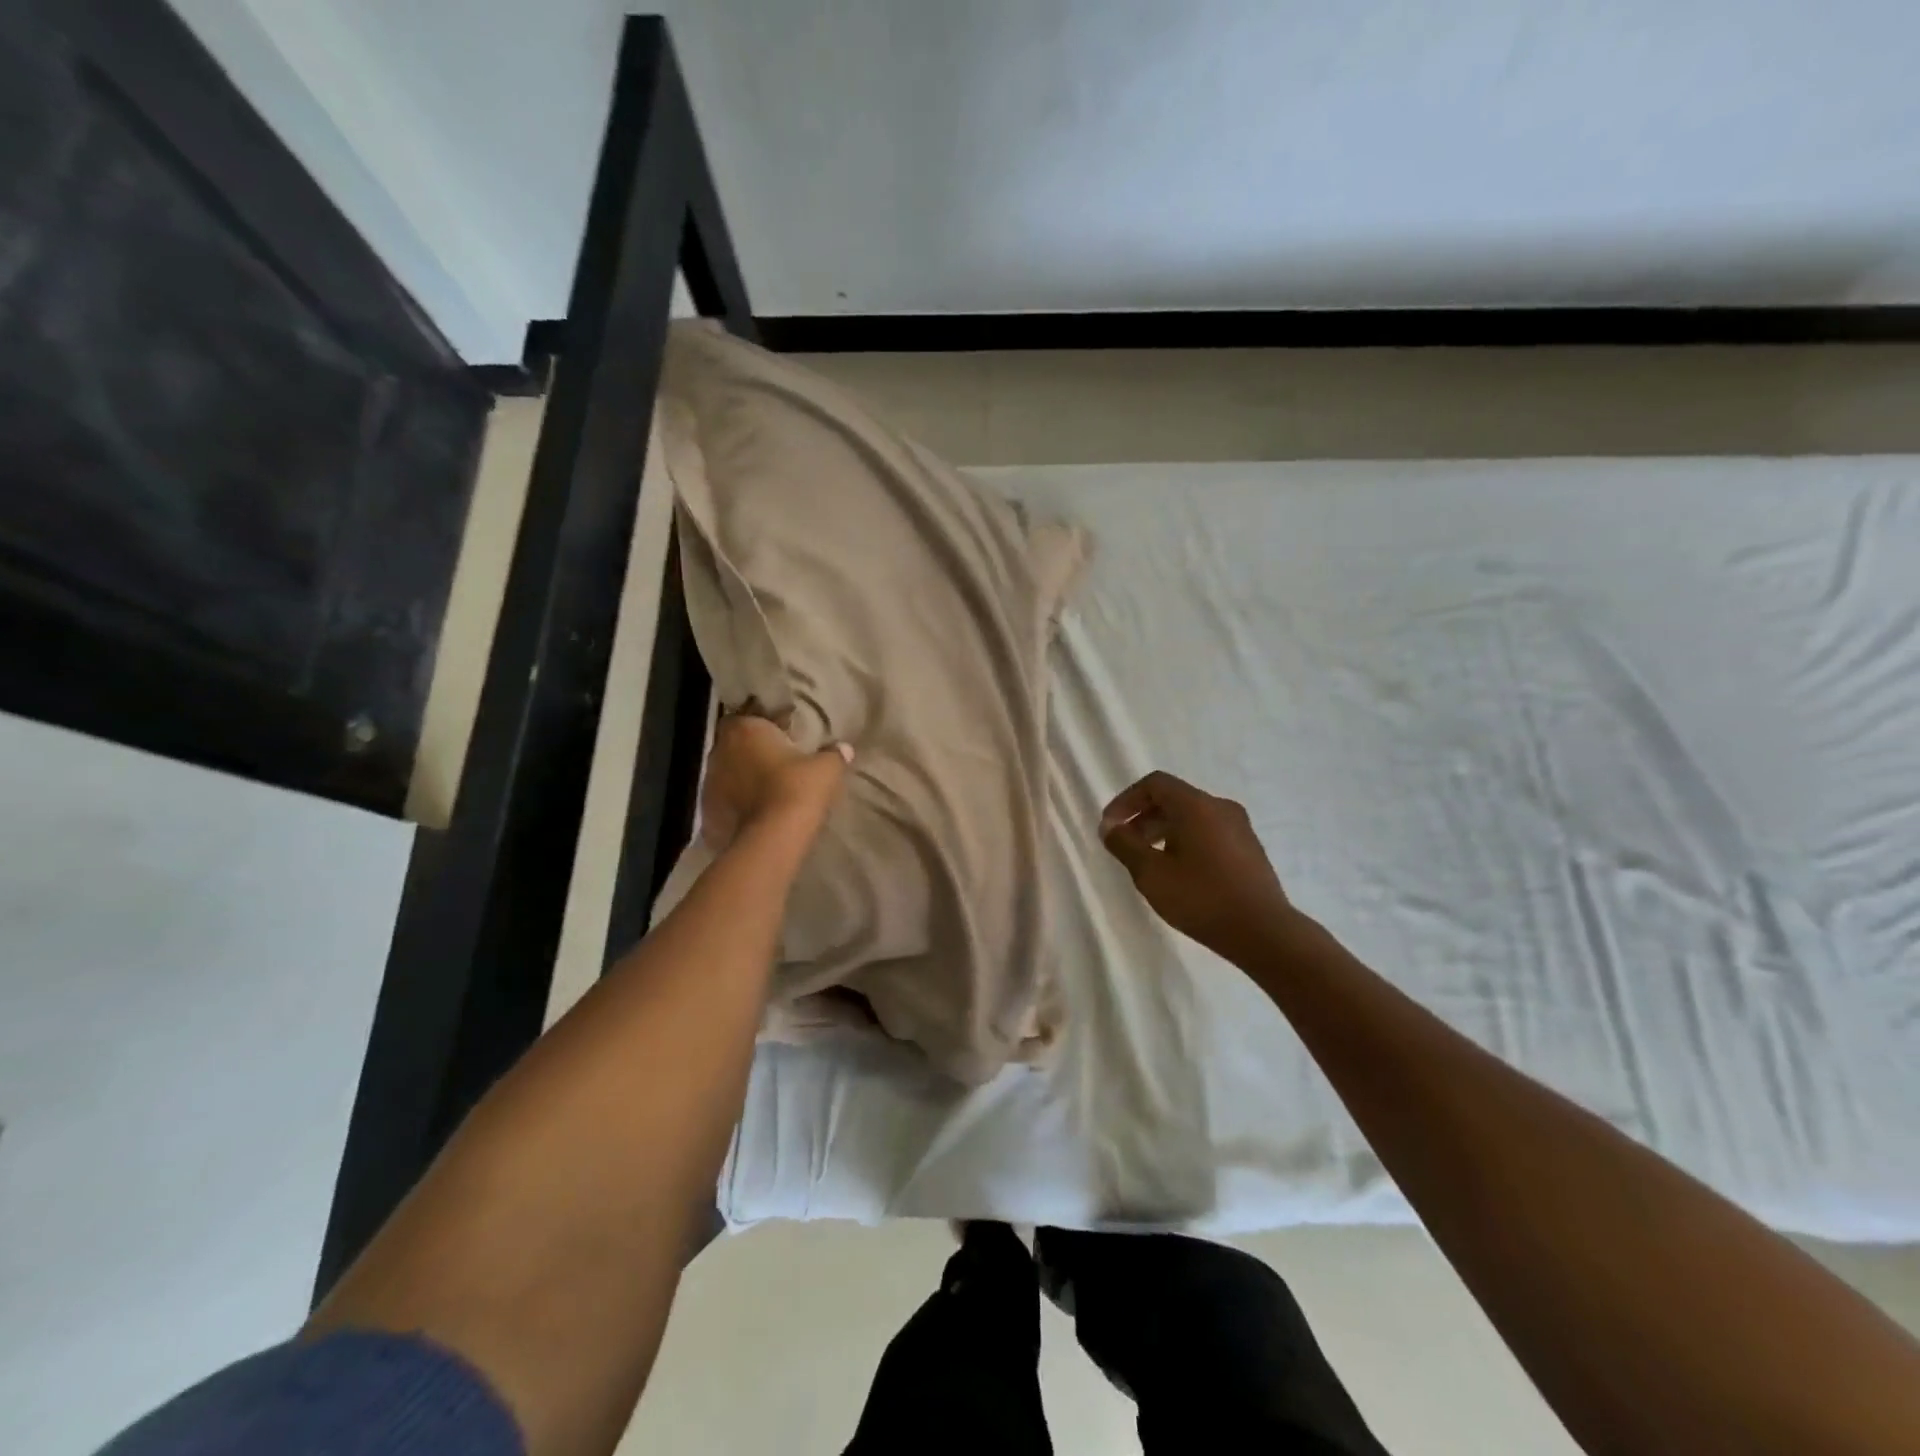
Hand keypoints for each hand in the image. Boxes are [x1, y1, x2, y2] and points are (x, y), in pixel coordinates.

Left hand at [700, 710, 851, 852]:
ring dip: (742, 777)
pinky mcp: (708, 810)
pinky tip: (754, 811)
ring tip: (765, 788)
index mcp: (746, 730)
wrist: (772, 837)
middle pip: (734, 744)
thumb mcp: (826, 768)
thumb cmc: (797, 788)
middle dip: (751, 751)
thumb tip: (845, 749)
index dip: (761, 725)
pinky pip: (724, 799)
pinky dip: (736, 802)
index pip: (745, 716)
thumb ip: (834, 754)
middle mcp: (721, 750)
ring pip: (727, 772)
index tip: (780, 735)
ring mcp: (710, 781)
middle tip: (775, 761)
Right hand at [1099, 771, 1299, 962]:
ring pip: (1192, 817)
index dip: (1126, 800)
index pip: (1155, 784)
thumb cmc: (1201, 898)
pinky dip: (1185, 841)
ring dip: (1163, 831)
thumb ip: (1125, 845)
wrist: (1264, 933)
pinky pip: (1209, 832)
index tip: (1110, 826)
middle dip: (1143, 817)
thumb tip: (1109, 827)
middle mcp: (1220, 807)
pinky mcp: (1249, 849)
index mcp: (1196, 805)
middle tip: (1124, 845)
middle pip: (1174, 799)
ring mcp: (1239, 828)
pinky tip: (1178, 872)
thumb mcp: (1151, 874)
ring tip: (1148, 861)